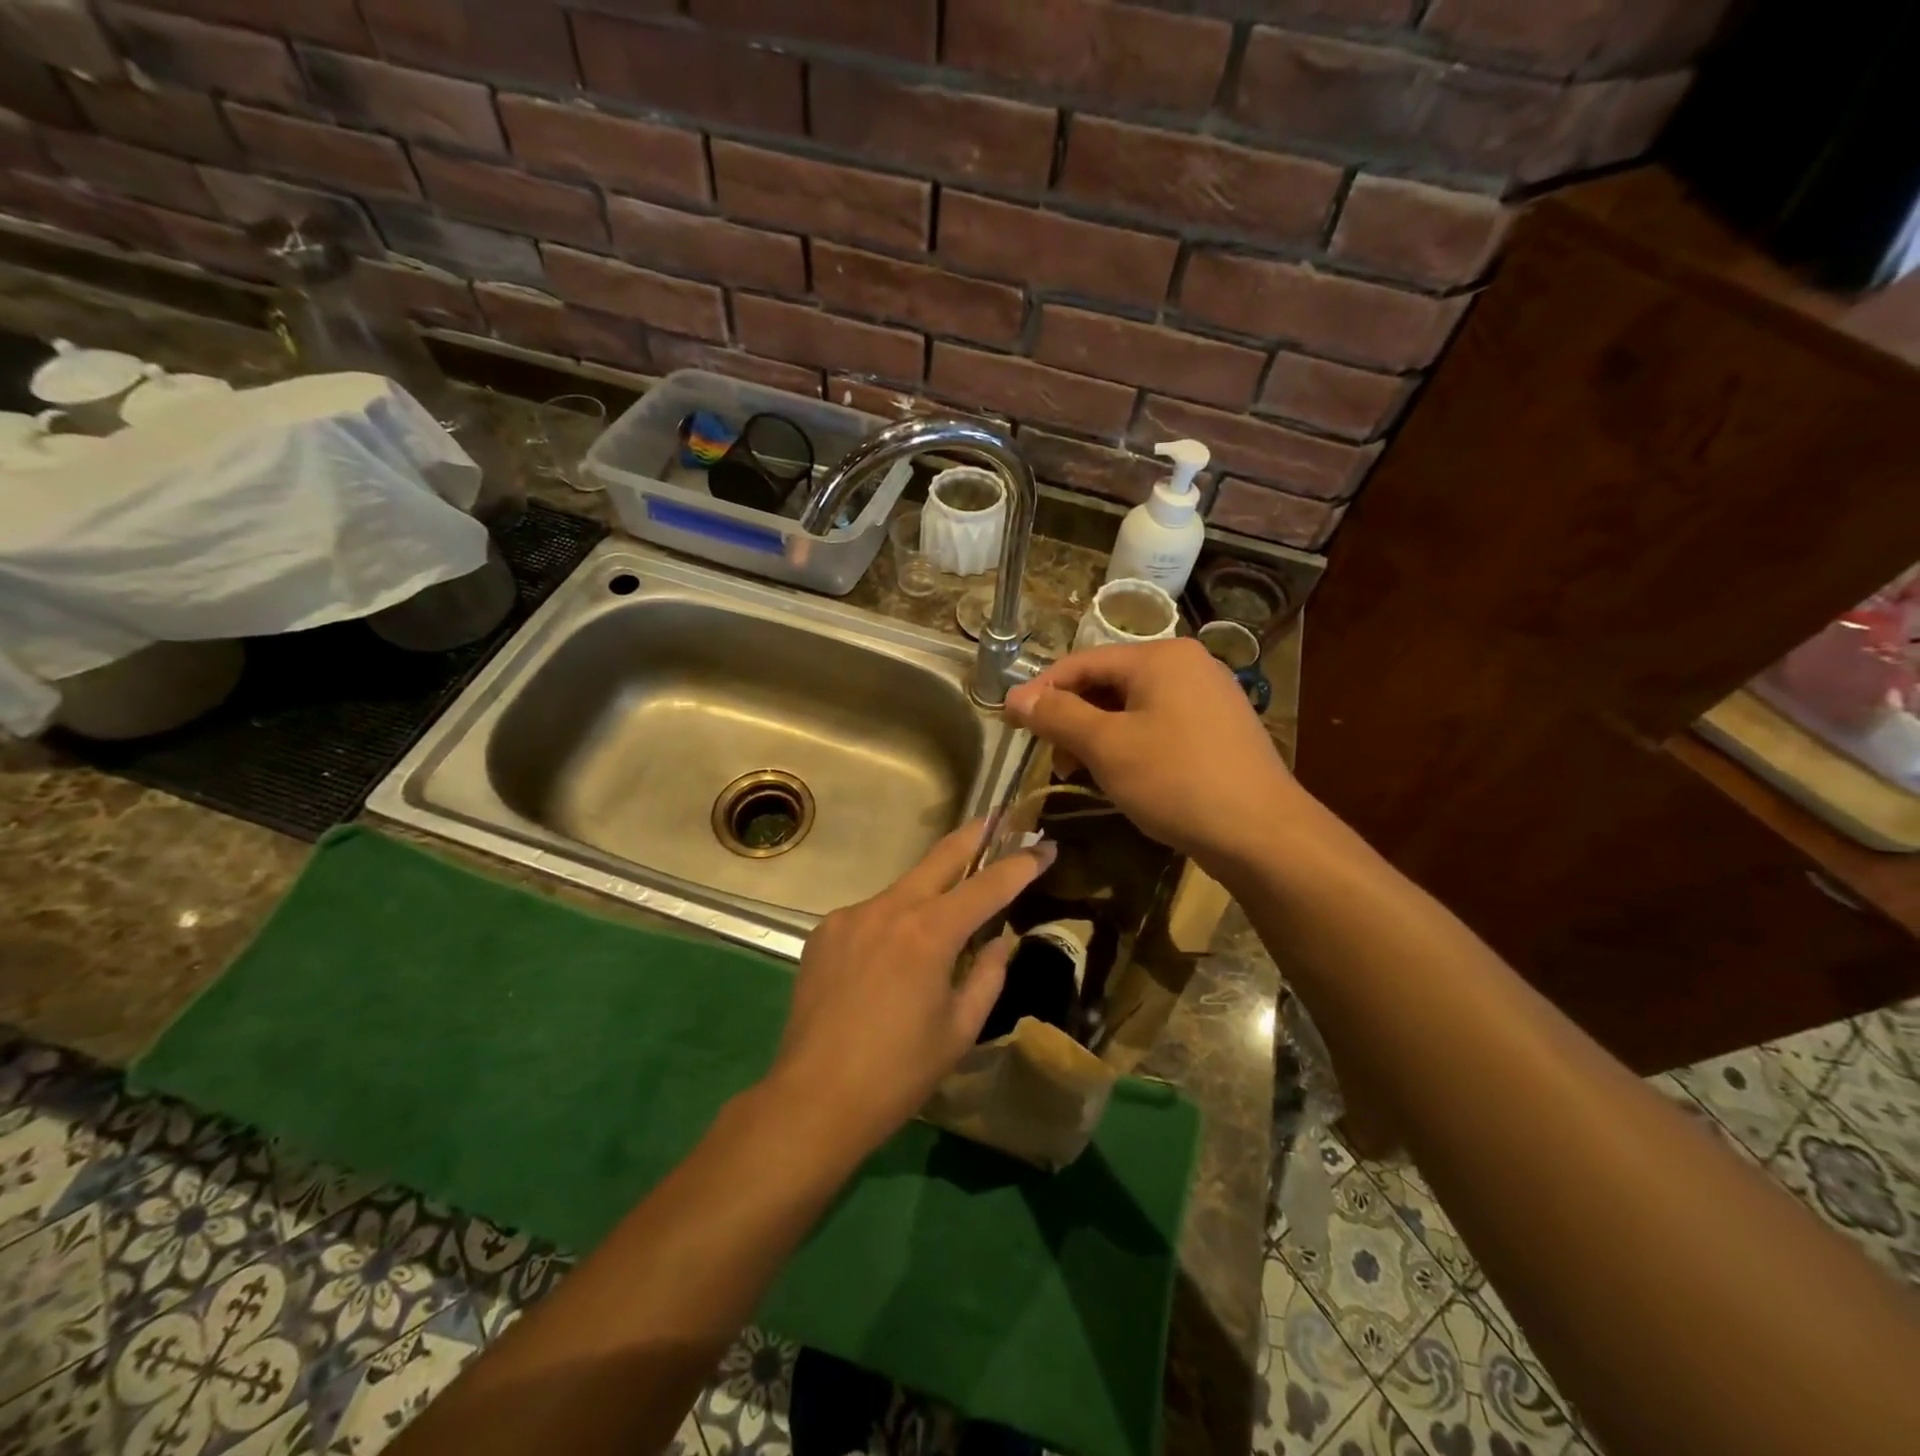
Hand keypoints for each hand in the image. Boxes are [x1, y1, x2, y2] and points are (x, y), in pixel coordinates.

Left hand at [769, 822, 1055, 1157]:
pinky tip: (890, 958)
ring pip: (903, 889)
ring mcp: (850, 915)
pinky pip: (871, 914)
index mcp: (929, 933)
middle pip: (940, 857)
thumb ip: (987, 975)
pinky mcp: (825, 932)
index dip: (1021, 865)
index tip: (1046, 848)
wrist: (812, 1099)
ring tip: (944, 917)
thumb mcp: (960, 1029)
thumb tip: (998, 941)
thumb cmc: (898, 1073)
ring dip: (930, 892)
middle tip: (998, 819)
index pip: (988, 885)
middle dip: (974, 836)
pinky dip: (893, 923)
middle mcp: (889, 908)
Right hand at [1004, 639, 1300, 868]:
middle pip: (1110, 683)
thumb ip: (1058, 715)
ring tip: (1082, 772)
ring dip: (1099, 735)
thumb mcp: (1107, 746)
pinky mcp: (1221, 730)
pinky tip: (1124, 776)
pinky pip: (1161, 725)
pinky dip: (1131, 744)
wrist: (1262, 834)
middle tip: (1051, 757)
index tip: (1011, 722)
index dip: (1042, 690)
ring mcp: (1210, 697)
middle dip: (1073, 718)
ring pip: (1135, 707)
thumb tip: (1015, 696)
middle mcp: (1189, 665)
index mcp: (1161, 657)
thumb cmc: (1176, 780)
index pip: (1082, 662)